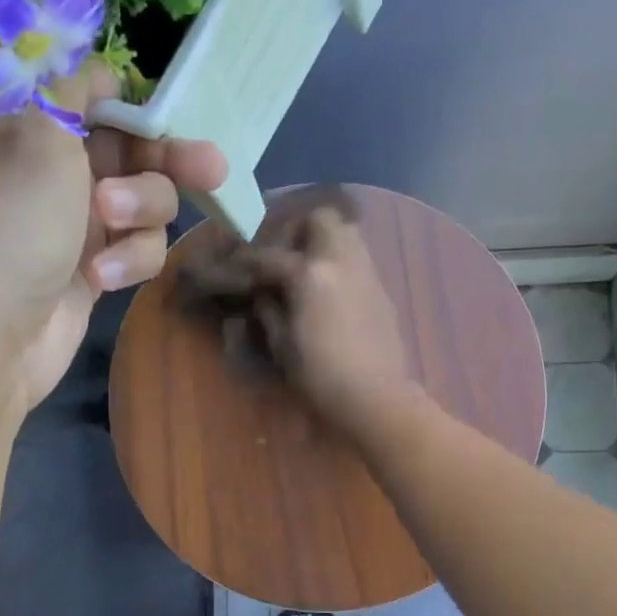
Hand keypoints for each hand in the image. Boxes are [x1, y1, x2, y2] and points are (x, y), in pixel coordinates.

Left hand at [0, 63, 226, 411]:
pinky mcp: (90, 267)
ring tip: (112, 224)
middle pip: (128, 146)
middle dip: (166, 158)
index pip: (87, 91)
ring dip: (140, 210)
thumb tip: (93, 69)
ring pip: (143, 199)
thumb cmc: (5, 222)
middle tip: (211, 169)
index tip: (158, 114)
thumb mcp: (37, 133)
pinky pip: (135, 247)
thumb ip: (74, 88)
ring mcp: (69, 220)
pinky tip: (102, 277)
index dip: (127, 101)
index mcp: (17, 119)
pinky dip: (127, 258)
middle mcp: (44, 165)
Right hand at [251, 206, 418, 442]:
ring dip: (323, 240)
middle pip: (320, 218)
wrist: (375, 397)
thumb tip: (263, 296)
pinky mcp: (381, 289)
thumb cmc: (320, 376)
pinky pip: (358, 258)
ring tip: (306, 268)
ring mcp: (365, 272)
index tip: (235, 265)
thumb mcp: (282, 345)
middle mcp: (340, 261)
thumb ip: (269, 312)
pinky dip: (340, 262)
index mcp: (309, 274)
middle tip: (282, 255)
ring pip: (346, 232)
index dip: (247, 259)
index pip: (269, 255)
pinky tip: (329, 290)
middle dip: (297, 229)